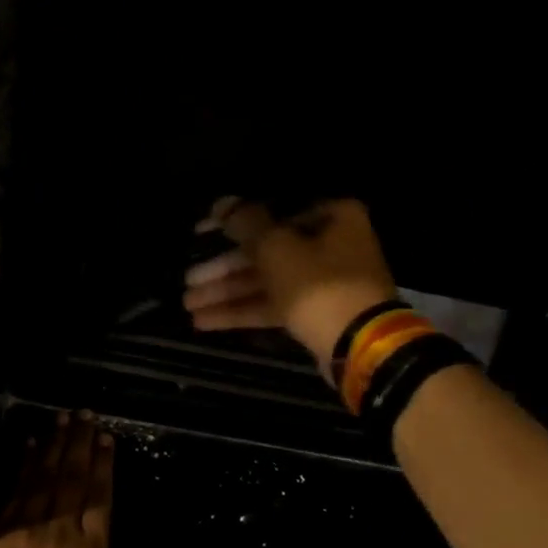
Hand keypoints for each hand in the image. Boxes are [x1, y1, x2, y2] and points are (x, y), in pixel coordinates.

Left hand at [0, 414, 190, 547]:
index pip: (100, 498)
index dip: (103, 465)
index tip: (105, 437)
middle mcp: (59, 532)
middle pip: (72, 479)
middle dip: (79, 444)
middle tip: (83, 413)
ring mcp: (25, 530)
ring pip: (44, 478)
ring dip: (53, 446)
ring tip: (60, 419)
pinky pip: (14, 491)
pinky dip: (23, 466)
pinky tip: (29, 447)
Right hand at [183, 197, 399, 372]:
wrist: (359, 344)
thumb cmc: (319, 284)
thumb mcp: (276, 247)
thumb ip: (245, 222)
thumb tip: (221, 203)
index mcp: (330, 216)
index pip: (270, 213)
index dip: (230, 224)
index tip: (199, 233)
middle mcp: (330, 244)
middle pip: (265, 251)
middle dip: (223, 268)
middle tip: (188, 280)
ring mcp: (323, 282)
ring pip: (266, 282)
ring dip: (227, 292)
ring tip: (188, 303)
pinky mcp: (315, 313)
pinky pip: (273, 306)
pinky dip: (242, 311)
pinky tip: (205, 321)